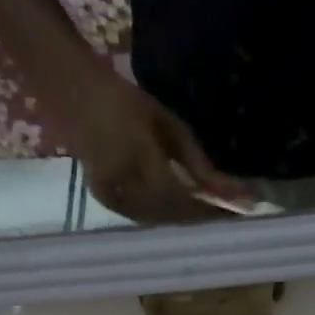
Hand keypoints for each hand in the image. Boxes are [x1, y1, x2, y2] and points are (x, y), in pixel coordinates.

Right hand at [72, 70, 255, 223]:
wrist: (72, 95)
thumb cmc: (123, 100)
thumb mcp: (166, 123)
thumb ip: (196, 162)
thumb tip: (229, 192)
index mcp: (140, 158)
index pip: (185, 198)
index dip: (213, 207)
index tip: (241, 206)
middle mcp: (125, 184)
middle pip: (175, 214)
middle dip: (205, 214)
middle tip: (231, 209)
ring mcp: (113, 197)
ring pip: (161, 219)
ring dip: (188, 218)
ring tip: (212, 210)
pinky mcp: (107, 202)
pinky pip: (145, 217)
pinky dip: (167, 216)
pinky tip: (183, 209)